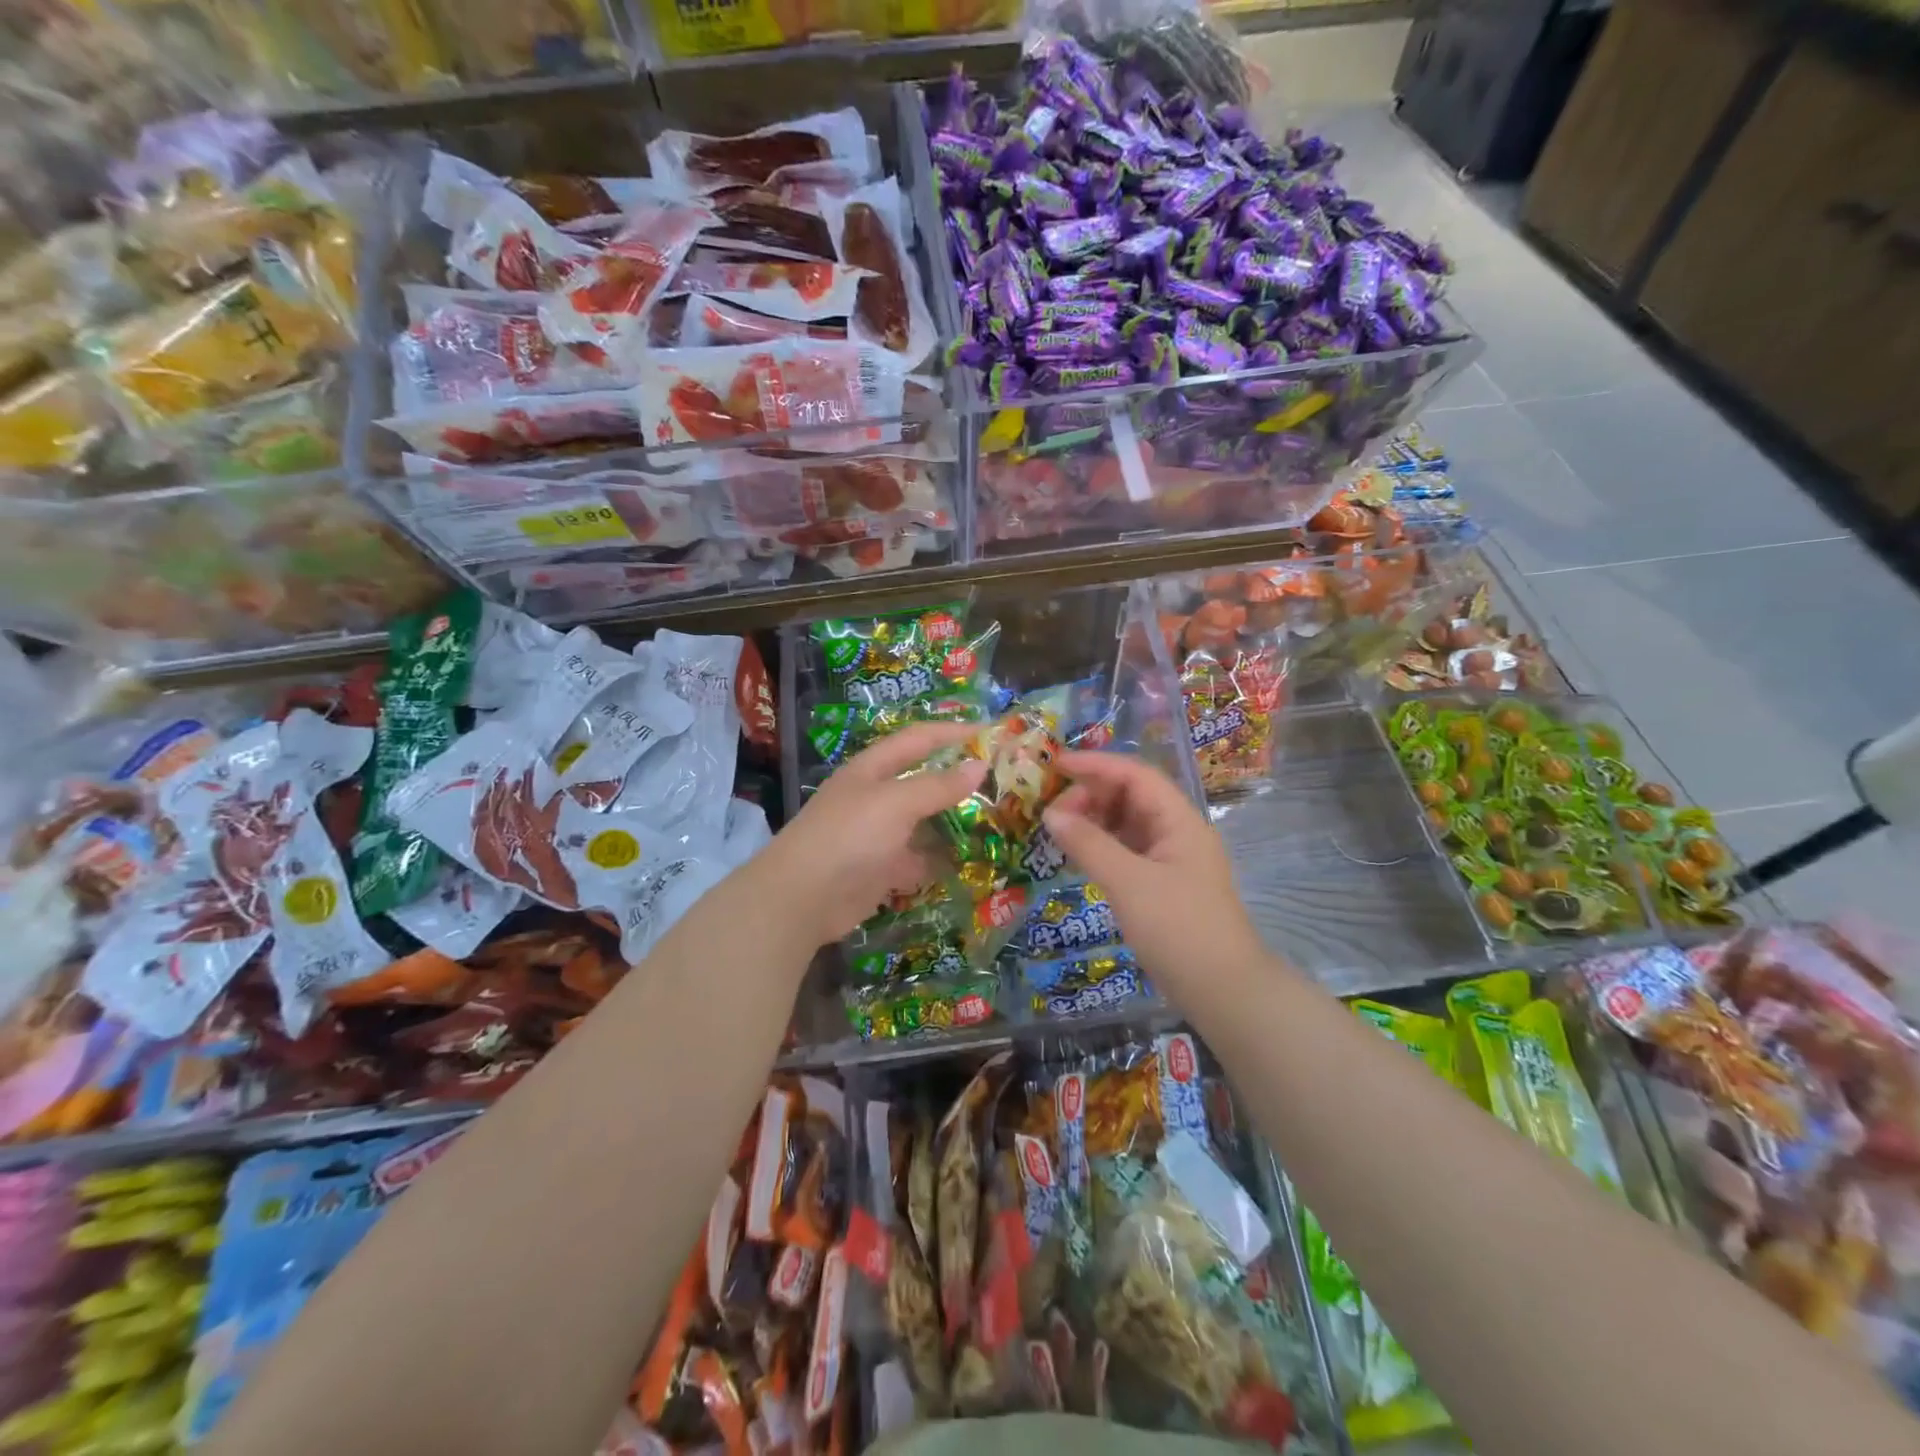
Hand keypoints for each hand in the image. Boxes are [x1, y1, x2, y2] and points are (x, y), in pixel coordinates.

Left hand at [756, 722, 986, 948]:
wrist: (802, 898)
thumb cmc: (849, 836)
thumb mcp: (896, 803)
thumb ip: (938, 785)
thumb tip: (980, 765)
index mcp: (873, 769)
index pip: (918, 739)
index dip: (953, 732)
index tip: (992, 734)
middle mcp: (875, 797)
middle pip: (922, 780)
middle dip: (958, 779)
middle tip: (1002, 782)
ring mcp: (877, 835)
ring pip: (923, 822)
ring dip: (953, 822)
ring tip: (995, 822)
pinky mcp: (880, 869)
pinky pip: (917, 859)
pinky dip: (939, 860)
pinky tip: (969, 862)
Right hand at [1041, 750, 1266, 996]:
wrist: (1223, 990)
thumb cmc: (1178, 929)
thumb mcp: (1128, 883)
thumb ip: (1089, 844)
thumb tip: (1051, 814)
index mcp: (1179, 820)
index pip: (1135, 775)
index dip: (1095, 765)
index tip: (1055, 765)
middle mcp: (1177, 831)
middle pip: (1131, 795)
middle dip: (1091, 794)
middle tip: (1052, 811)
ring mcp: (1171, 858)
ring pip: (1128, 823)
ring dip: (1094, 820)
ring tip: (1059, 830)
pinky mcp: (1163, 883)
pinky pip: (1127, 849)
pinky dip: (1101, 845)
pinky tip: (1078, 854)